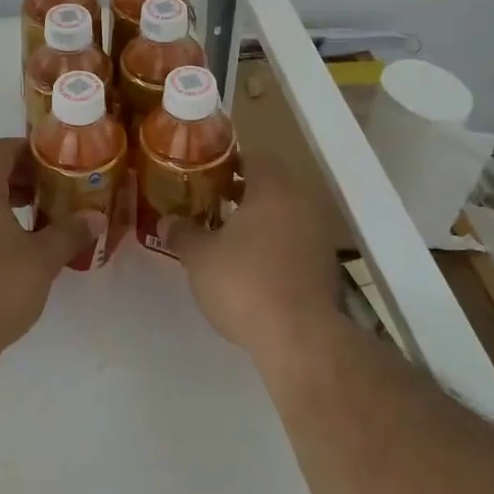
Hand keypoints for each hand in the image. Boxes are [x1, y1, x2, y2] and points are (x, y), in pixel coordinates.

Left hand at [0, 138, 101, 360]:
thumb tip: (96, 216)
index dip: (29, 151)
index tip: (56, 162)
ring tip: (35, 215)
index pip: (0, 149)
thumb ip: (70, 233)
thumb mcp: (42, 259)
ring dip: (0, 195)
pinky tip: (12, 244)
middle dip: (14, 172)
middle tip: (46, 187)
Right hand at [161, 157, 337, 362]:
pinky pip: (296, 241)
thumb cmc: (244, 283)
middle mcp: (301, 203)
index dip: (230, 162)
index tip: (207, 175)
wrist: (300, 337)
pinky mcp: (326, 266)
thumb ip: (183, 233)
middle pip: (272, 185)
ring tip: (229, 237)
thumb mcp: (199, 257)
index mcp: (272, 189)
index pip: (255, 157)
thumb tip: (167, 221)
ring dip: (261, 220)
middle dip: (243, 192)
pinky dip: (276, 245)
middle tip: (213, 203)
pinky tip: (254, 267)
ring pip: (285, 214)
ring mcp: (319, 235)